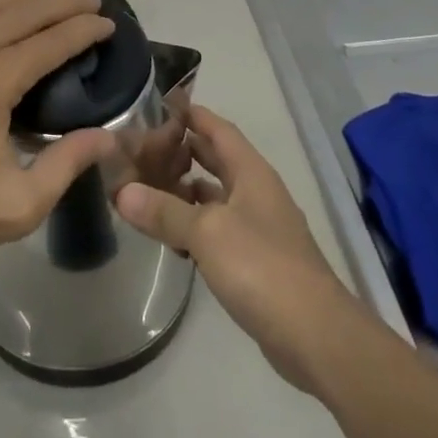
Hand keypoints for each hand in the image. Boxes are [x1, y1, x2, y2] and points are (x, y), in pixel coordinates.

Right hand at [115, 105, 364, 394]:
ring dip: (186, 189)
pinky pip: (218, 228)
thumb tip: (122, 192)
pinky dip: (194, 225)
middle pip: (217, 159)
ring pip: (216, 196)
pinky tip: (171, 235)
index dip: (192, 113)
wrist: (314, 334)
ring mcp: (259, 227)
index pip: (218, 129)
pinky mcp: (256, 260)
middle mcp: (256, 192)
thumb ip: (164, 211)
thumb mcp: (206, 233)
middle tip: (143, 146)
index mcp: (251, 172)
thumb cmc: (261, 266)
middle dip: (184, 150)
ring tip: (148, 186)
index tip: (161, 102)